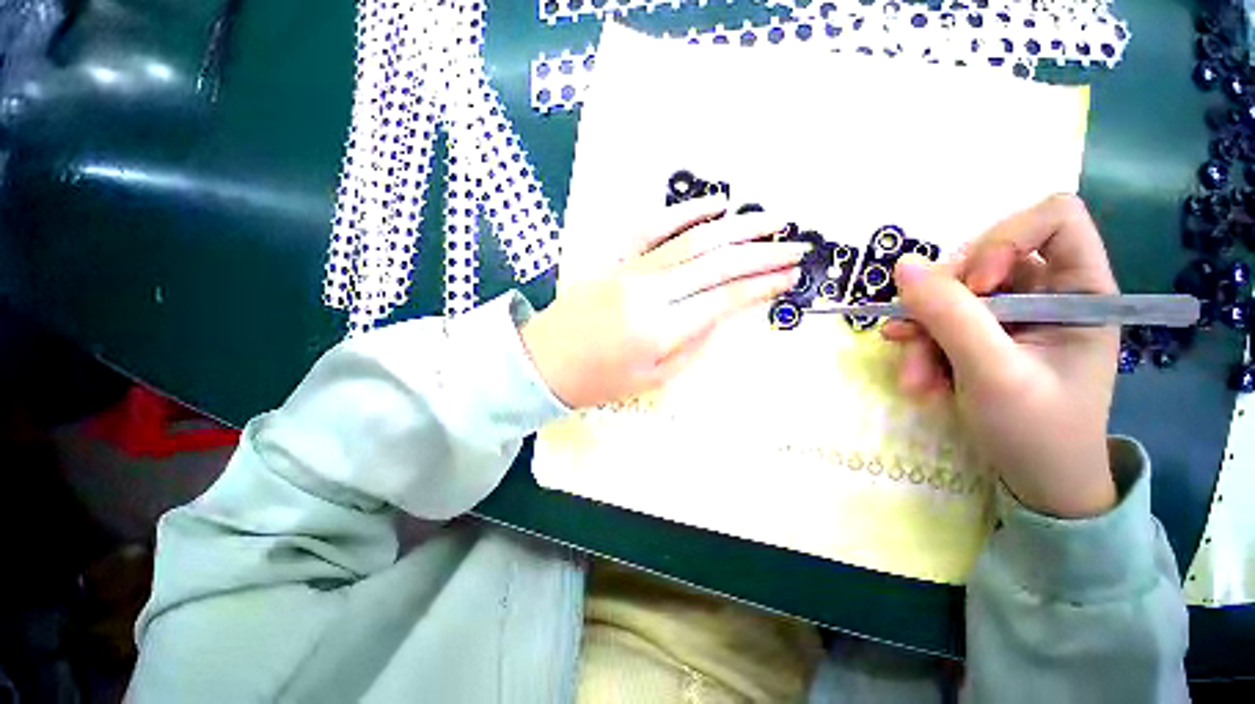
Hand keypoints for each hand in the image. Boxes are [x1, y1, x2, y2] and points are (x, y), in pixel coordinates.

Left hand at [522, 197, 805, 408]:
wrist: (548, 362)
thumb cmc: (602, 380)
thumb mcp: (655, 378)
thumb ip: (694, 344)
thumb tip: (722, 313)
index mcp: (661, 328)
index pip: (724, 299)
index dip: (761, 286)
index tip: (790, 277)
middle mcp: (651, 291)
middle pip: (717, 263)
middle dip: (762, 253)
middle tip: (795, 245)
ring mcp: (632, 269)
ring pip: (693, 239)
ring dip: (736, 227)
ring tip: (768, 220)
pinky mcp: (617, 258)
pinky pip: (653, 227)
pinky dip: (686, 212)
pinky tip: (713, 205)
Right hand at [882, 195, 1119, 517]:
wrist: (1037, 481)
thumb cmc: (1038, 432)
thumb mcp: (994, 373)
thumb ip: (950, 316)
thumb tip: (902, 265)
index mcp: (1082, 292)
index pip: (1054, 220)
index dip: (1007, 238)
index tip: (976, 284)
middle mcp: (1048, 294)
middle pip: (983, 261)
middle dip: (942, 303)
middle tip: (916, 339)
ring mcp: (1012, 316)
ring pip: (951, 298)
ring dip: (923, 336)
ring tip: (913, 378)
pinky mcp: (984, 336)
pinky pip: (940, 323)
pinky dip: (921, 348)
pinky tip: (914, 377)